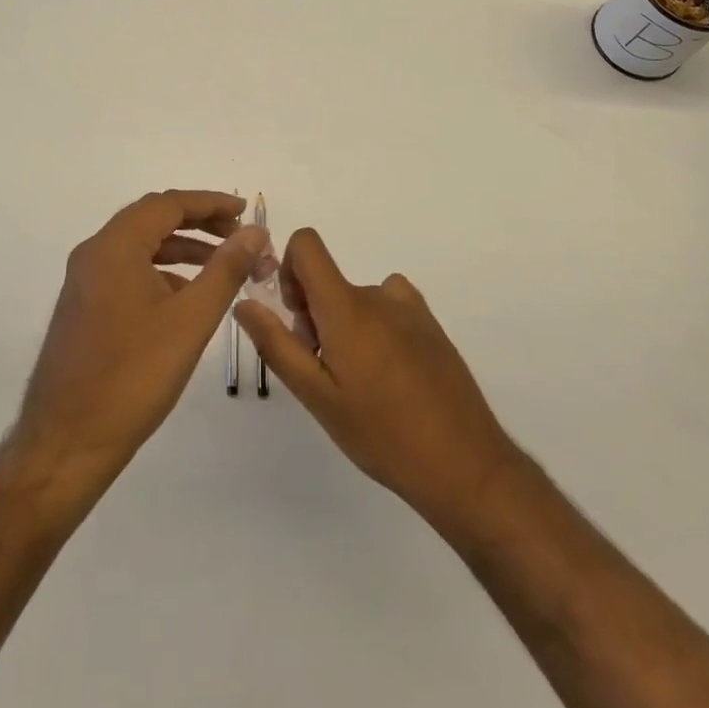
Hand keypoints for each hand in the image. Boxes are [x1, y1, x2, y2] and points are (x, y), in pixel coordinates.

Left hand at [15, 191, 267, 487]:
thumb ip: (226, 269)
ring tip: (223, 265)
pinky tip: (188, 297)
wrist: (66, 444)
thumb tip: (254, 232)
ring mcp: (85, 282)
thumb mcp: (190, 320)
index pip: (167, 204)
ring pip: (141, 247)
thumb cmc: (132, 377)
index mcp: (114, 247)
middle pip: (152, 220)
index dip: (210, 203)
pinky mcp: (85, 308)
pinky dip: (162, 272)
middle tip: (238, 236)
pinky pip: (128, 272)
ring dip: (182, 248)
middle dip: (198, 223)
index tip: (245, 211)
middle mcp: (94, 254)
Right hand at [234, 229, 519, 531]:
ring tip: (359, 384)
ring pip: (357, 299)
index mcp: (347, 306)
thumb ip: (277, 344)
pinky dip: (376, 329)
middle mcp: (379, 294)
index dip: (289, 268)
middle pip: (329, 281)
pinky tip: (389, 379)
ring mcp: (410, 308)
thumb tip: (244, 302)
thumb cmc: (381, 433)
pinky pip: (388, 308)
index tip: (295, 316)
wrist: (464, 463)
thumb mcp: (317, 396)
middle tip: (325, 372)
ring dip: (346, 326)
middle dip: (315, 315)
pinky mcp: (430, 325)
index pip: (307, 244)